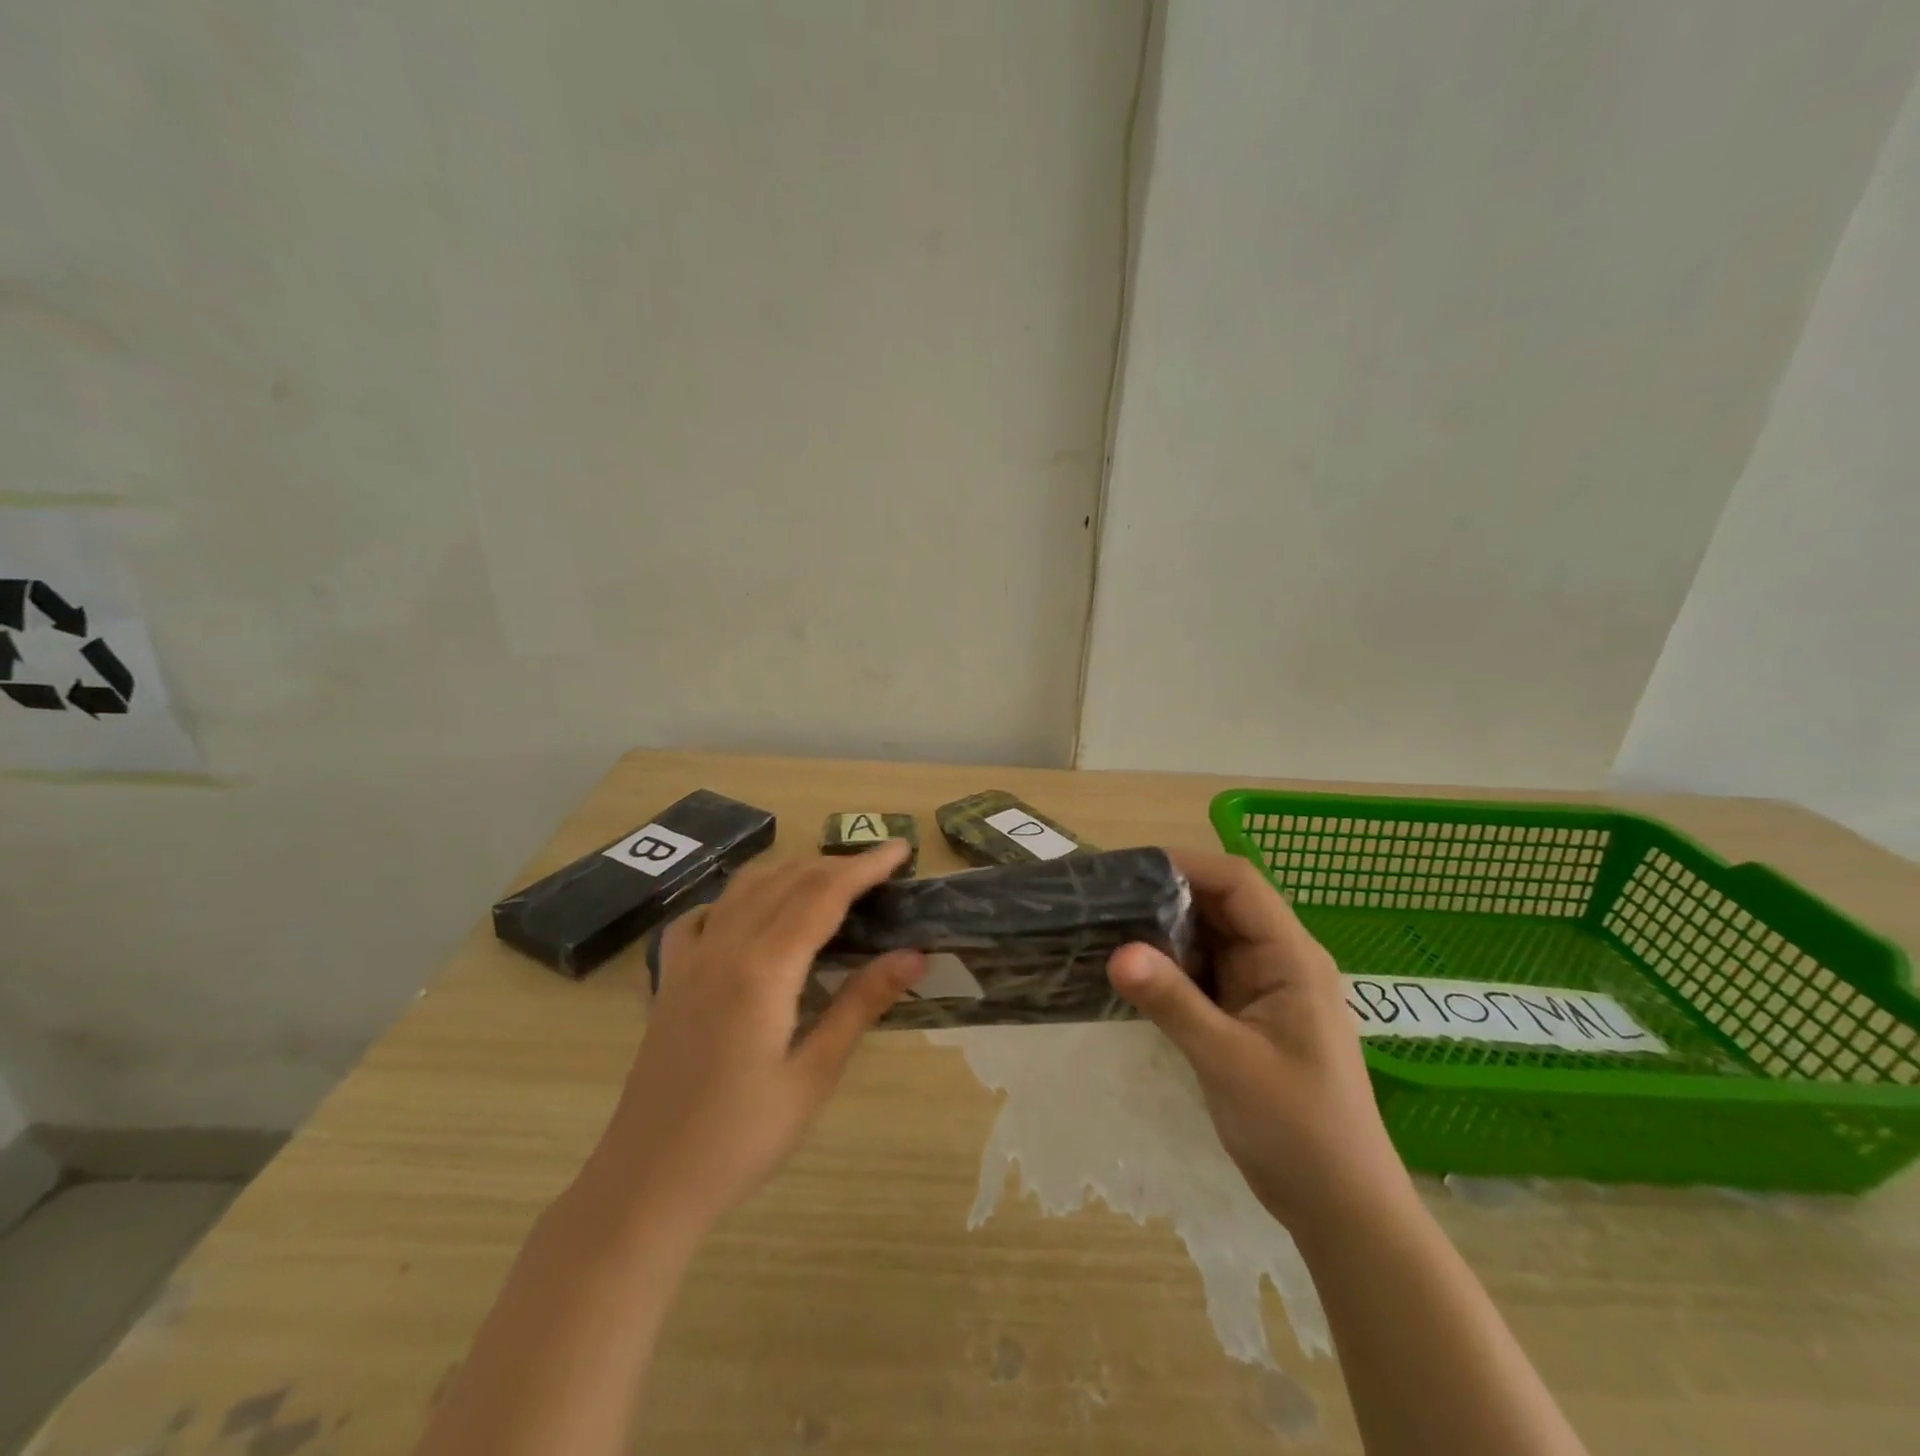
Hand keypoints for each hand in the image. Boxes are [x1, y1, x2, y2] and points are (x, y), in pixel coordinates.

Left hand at [588, 840, 923, 1231]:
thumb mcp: (813, 1076)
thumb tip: (914, 955)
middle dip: (836, 864)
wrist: (646, 1185)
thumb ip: (861, 1005)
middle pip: (787, 881)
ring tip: (829, 881)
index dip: (865, 867)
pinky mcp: (669, 978)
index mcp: (764, 969)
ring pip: (745, 888)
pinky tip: (752, 915)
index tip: (901, 849)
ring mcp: (689, 959)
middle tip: (879, 868)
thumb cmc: (740, 1139)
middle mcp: (724, 947)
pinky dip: (737, 899)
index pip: (823, 895)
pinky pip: (704, 916)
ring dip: (791, 873)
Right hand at [1107, 848, 1410, 1230]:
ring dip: (1163, 930)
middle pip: (1220, 904)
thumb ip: (1173, 1003)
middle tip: (1105, 897)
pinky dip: (1169, 966)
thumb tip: (1117, 952)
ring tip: (1107, 925)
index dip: (1187, 864)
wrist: (1341, 1209)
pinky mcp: (1246, 1014)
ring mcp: (1263, 988)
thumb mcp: (1229, 1062)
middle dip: (1166, 895)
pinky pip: (1203, 973)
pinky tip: (1132, 970)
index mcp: (1291, 957)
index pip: (1239, 883)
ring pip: (1208, 938)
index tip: (1128, 870)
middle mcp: (1278, 960)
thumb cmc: (1299, 1130)